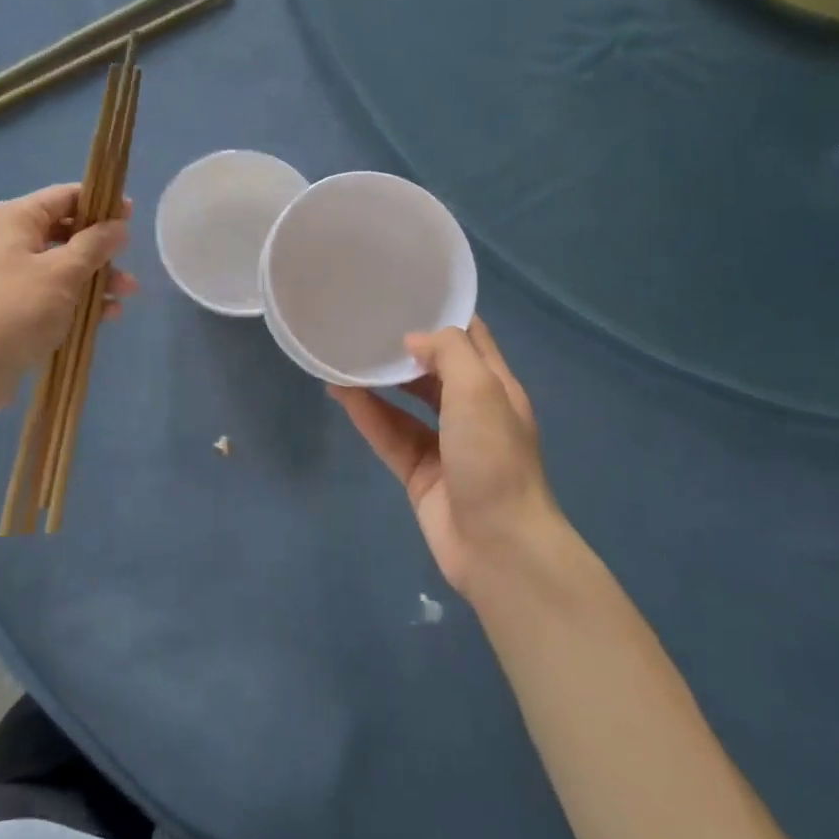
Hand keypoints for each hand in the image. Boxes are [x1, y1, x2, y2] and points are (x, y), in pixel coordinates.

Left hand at [0, 184, 138, 412]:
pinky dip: (78, 300)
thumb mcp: (64, 272)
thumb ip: (95, 245)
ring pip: (62, 266)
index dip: (100, 203)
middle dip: (101, 248)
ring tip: (127, 294)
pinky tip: (106, 316)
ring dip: (96, 278)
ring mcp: (9, 275)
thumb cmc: (17, 309)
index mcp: (16, 218)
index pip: (65, 196)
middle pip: (65, 232)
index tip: (131, 217)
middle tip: (130, 260)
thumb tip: (118, 226)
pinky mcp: (12, 307)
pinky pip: (53, 294)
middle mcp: (9, 240)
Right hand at [329, 318, 560, 601]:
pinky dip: (367, 415)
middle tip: (364, 323)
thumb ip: (448, 353)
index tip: (405, 293)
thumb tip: (413, 340)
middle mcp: (471, 412)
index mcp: (496, 387)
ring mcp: (444, 444)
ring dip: (378, 381)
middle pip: (434, 371)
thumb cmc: (494, 457)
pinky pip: (389, 435)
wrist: (498, 545)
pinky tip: (340, 394)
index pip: (470, 339)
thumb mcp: (480, 389)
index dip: (442, 314)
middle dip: (404, 348)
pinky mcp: (419, 473)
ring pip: (405, 404)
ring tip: (342, 356)